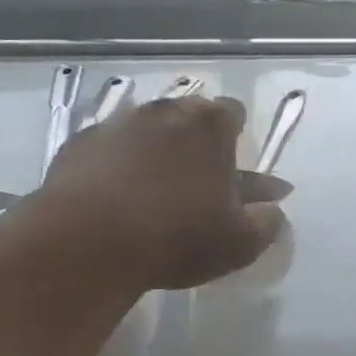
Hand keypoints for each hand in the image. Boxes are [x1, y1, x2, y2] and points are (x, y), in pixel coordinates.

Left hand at [36, 95, 287, 290]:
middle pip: (188, 115)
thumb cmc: (177, 236)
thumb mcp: (238, 242)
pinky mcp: (79, 143)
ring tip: (150, 189)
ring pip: (145, 129)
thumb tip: (275, 208)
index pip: (233, 112)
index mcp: (211, 125)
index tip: (229, 166)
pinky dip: (114, 164)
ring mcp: (118, 124)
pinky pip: (107, 147)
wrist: (87, 244)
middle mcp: (165, 111)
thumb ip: (266, 222)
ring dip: (152, 149)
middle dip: (193, 139)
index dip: (234, 136)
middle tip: (193, 180)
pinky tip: (111, 196)